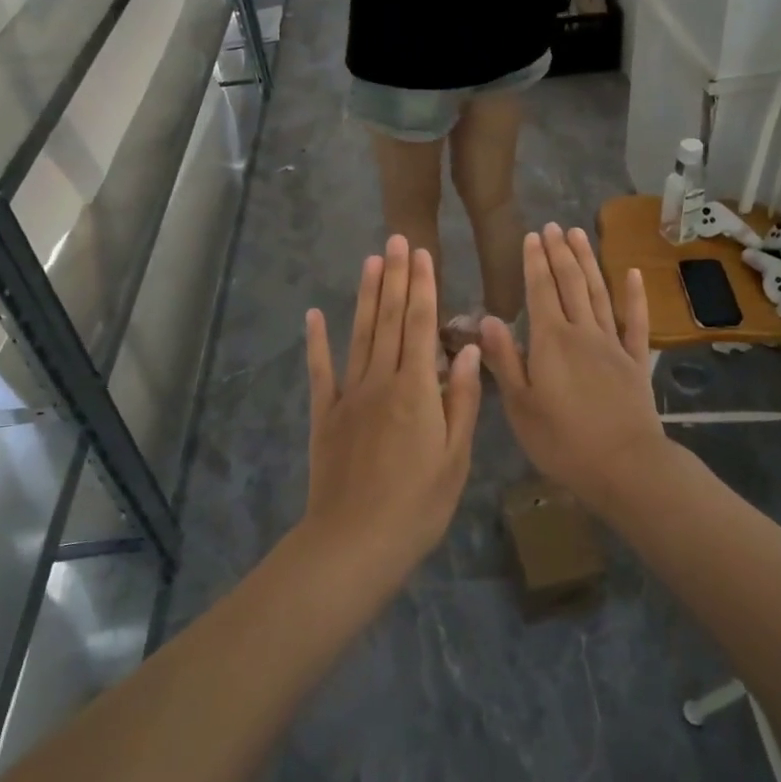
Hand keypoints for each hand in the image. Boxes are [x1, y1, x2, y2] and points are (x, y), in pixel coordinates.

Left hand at [300, 237, 481, 577]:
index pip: (420, 325)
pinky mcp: (325, 415)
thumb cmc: (417, 505)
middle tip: (397, 238)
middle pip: (389, 320)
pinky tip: (315, 315)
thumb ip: (461, 400)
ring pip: (360, 335)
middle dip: (395, 277)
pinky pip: (321, 371)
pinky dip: (317, 342)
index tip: (422, 253)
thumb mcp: (455, 457)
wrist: (354, 543)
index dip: (422, 287)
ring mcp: (349, 395)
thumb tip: (466, 351)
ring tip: (370, 261)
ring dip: (365, 296)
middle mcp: (381, 381)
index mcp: (416, 389)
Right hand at [481, 225, 666, 511]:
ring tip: (580, 234)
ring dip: (589, 261)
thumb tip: (487, 319)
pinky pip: (635, 321)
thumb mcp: (520, 406)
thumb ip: (504, 359)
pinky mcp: (636, 361)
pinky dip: (634, 295)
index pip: (540, 290)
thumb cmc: (563, 441)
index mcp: (550, 341)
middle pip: (570, 283)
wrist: (625, 466)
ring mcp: (613, 344)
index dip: (535, 262)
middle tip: (554, 225)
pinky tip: (631, 272)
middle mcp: (582, 332)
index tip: (533, 236)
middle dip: (560, 252)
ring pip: (598, 292)